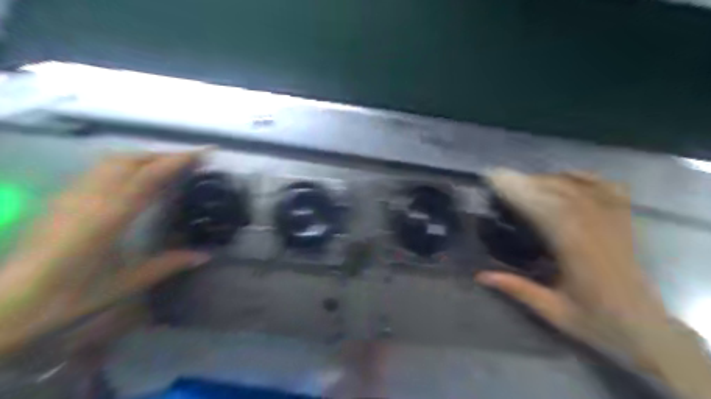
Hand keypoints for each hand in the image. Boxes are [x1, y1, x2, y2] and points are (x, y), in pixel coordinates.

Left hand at [0, 149, 209, 354]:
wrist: (9, 303)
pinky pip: (100, 169)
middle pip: (133, 159)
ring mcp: (74, 194)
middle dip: (166, 155)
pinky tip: (136, 177)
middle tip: (193, 161)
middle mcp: (92, 197)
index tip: (206, 152)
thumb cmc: (71, 295)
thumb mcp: (127, 282)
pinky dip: (126, 164)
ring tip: (169, 166)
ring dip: (146, 157)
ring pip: (114, 160)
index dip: (180, 159)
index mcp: (111, 216)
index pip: (151, 175)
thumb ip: (169, 264)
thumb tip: (205, 255)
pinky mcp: (64, 197)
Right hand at [476, 170, 710, 398]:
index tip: (497, 182)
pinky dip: (586, 178)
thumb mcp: (552, 312)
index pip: (547, 212)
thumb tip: (480, 275)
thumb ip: (517, 289)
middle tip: (501, 178)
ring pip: (581, 189)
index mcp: (579, 254)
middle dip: (529, 182)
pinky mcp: (624, 224)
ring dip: (549, 180)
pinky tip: (566, 176)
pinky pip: (608, 191)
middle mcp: (599, 233)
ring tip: (525, 180)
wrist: (646, 330)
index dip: (521, 193)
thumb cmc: (597, 323)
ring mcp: (615, 225)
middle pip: (562, 194)